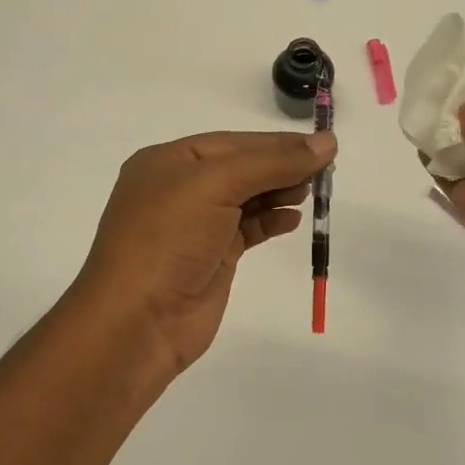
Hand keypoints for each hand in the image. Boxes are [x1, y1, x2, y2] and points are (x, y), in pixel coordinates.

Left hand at [73, 129, 335, 375]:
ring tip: (313, 191)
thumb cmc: (168, 239)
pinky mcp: (211, 257)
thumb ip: (272, 162)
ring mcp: (195, 225)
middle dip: (281, 166)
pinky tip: (293, 218)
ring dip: (279, 191)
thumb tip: (327, 142)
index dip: (277, 142)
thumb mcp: (216, 185)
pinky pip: (248, 229)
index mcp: (168, 162)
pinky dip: (271, 221)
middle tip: (325, 169)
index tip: (322, 144)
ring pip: (246, 198)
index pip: (233, 142)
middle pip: (241, 168)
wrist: (137, 322)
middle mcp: (179, 189)